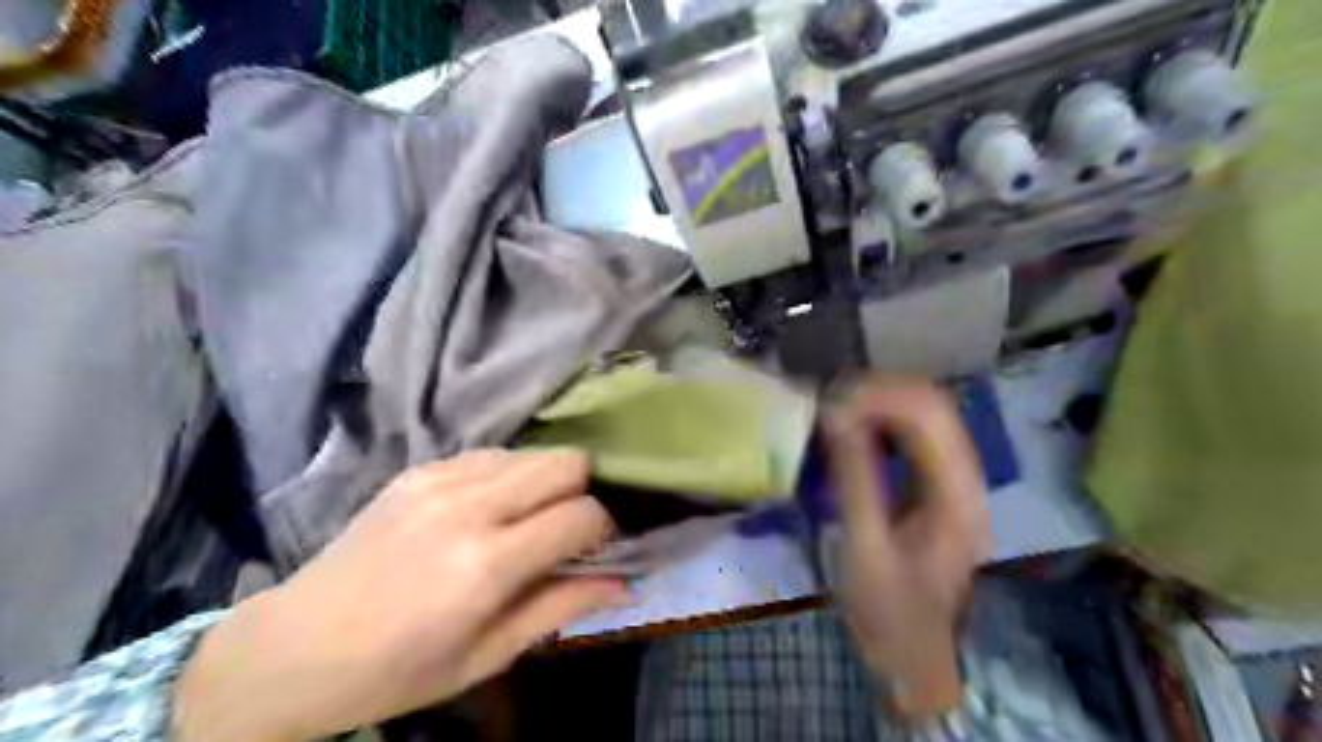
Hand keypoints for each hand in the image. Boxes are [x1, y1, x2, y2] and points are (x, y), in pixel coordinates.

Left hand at [174, 448, 625, 741]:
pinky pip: (492, 455)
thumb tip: (628, 583)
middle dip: (583, 490)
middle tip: (567, 528)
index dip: (603, 529)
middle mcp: (469, 506)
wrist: (292, 649)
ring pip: (533, 452)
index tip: (596, 548)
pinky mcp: (420, 469)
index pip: (582, 514)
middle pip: (567, 461)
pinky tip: (488, 510)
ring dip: (546, 482)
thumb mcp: (488, 655)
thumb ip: (563, 607)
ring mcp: (440, 479)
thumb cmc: (397, 671)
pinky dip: (508, 476)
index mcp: (487, 564)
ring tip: (526, 520)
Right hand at [824, 377, 990, 718]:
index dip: (880, 395)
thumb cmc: (888, 609)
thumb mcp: (865, 546)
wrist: (914, 652)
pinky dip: (884, 419)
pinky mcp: (940, 484)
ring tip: (838, 407)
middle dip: (880, 390)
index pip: (928, 415)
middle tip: (831, 400)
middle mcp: (966, 477)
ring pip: (927, 412)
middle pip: (933, 404)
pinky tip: (855, 426)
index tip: (832, 401)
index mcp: (955, 495)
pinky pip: (916, 432)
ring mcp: (957, 479)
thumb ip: (855, 477)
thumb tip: (837, 415)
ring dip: (882, 401)